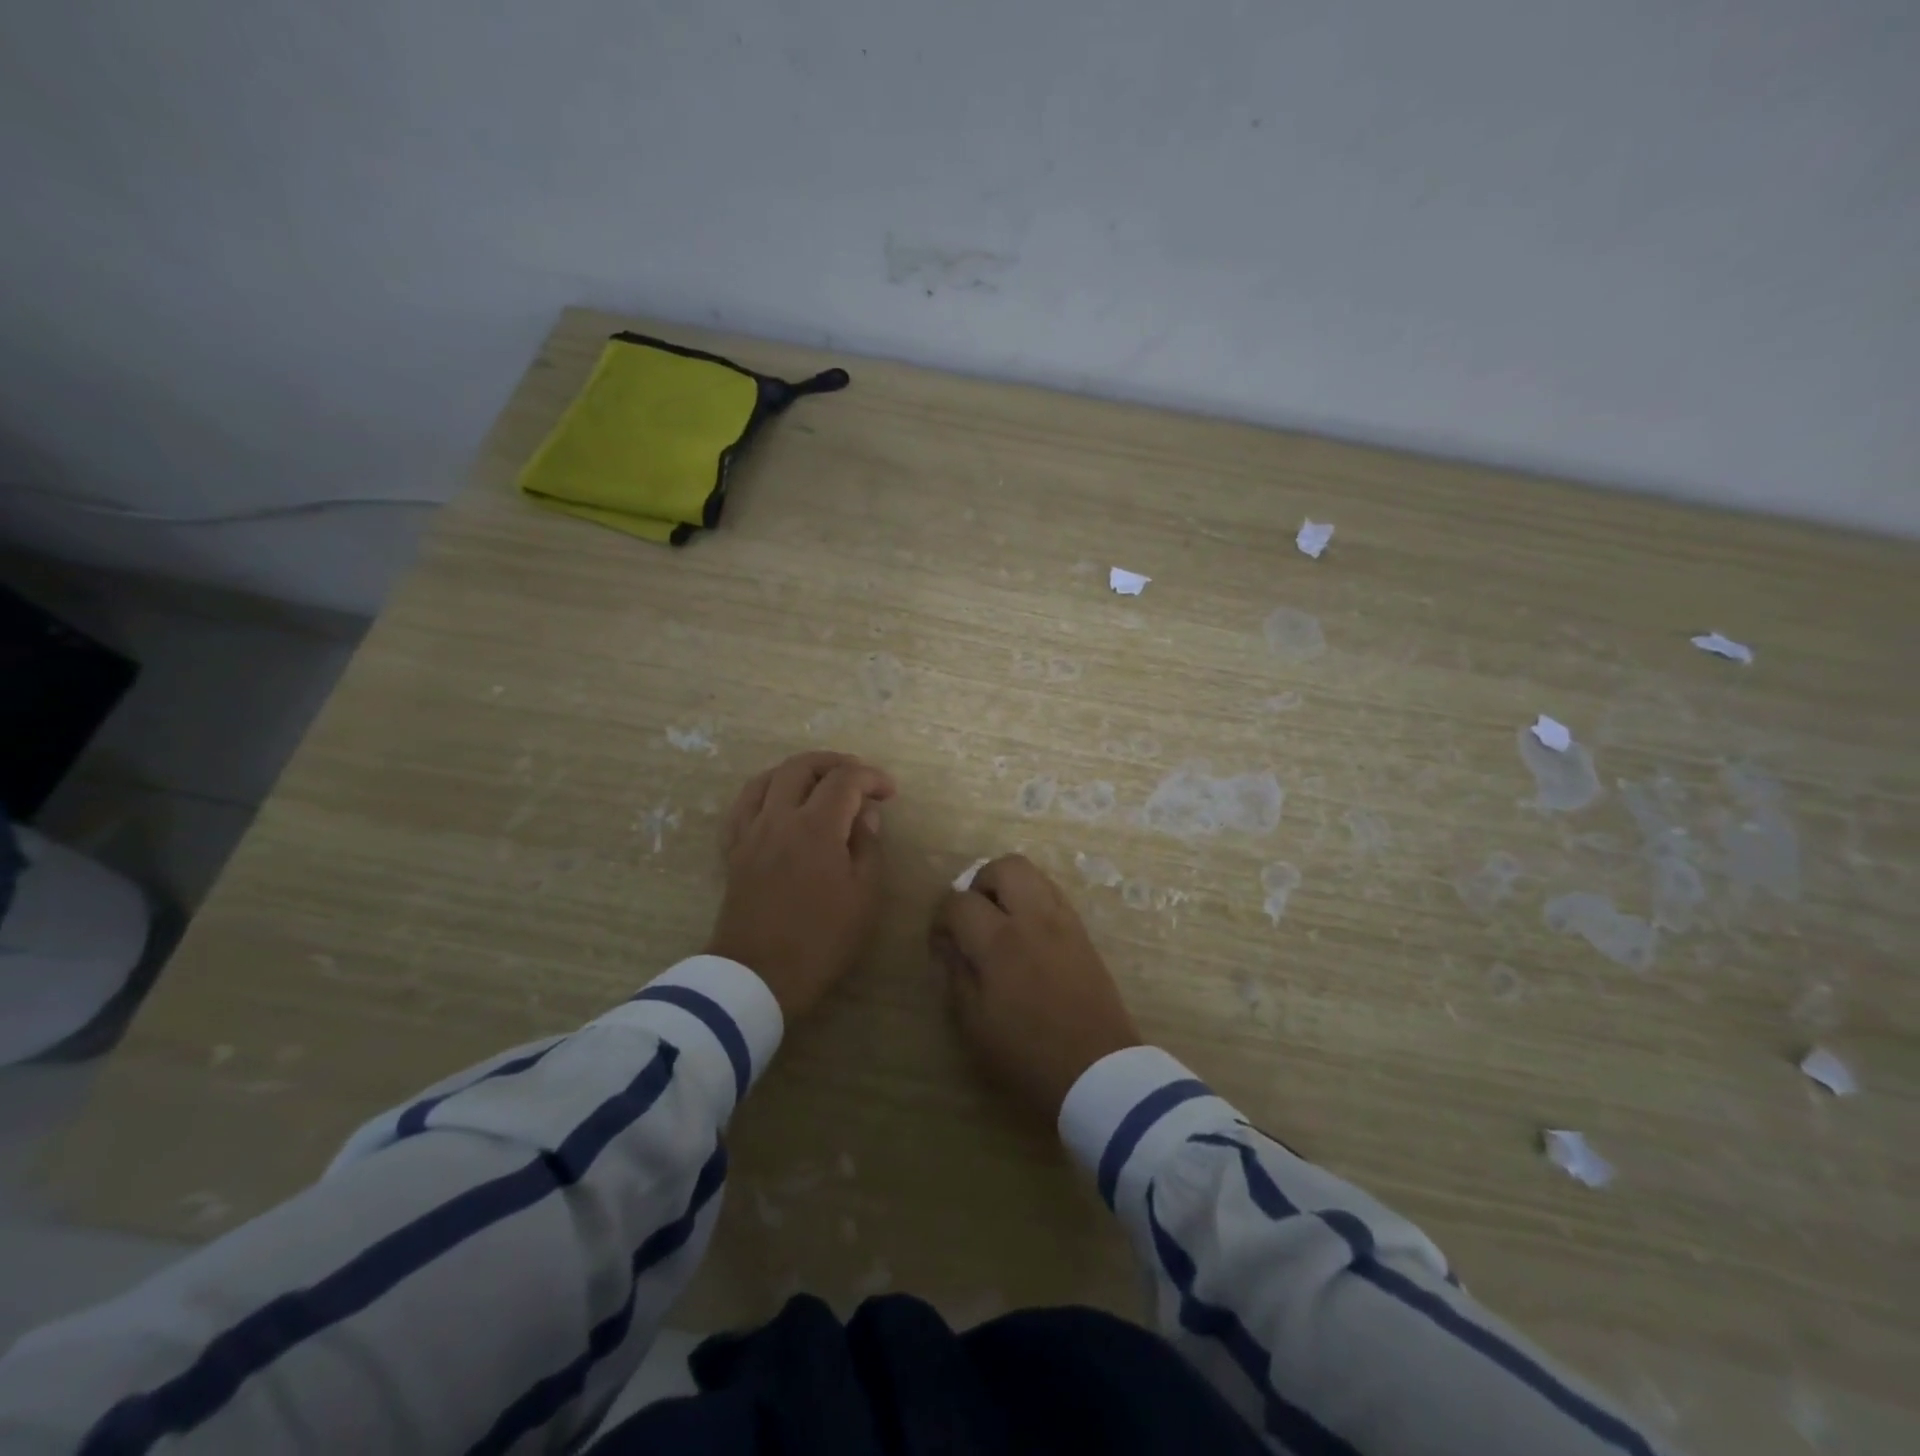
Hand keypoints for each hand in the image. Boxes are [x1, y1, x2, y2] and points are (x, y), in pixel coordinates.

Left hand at [707, 751, 895, 1020]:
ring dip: (798, 771)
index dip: (871, 777)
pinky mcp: (733, 850)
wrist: (757, 977)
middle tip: (858, 778)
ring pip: (768, 778)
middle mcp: (778, 818)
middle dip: (835, 763)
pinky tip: (778, 802)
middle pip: (802, 766)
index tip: (889, 792)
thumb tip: (864, 814)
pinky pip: (743, 805)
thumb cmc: (821, 940)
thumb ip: (868, 846)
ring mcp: (750, 832)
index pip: (845, 780)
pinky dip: (765, 792)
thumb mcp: (864, 896)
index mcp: (815, 827)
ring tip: (820, 783)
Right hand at [931, 855, 1141, 1118]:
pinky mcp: (1083, 932)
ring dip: (1010, 887)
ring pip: (1034, 874)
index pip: (960, 902)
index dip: (941, 917)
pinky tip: (1026, 932)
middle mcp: (1033, 919)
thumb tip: (949, 944)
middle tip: (973, 914)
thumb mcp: (975, 1022)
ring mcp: (1063, 921)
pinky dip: (1033, 900)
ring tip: (1000, 920)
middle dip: (980, 882)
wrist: (1097, 1070)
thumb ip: (957, 973)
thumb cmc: (1027, 1053)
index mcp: (1000, 942)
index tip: (941, 941)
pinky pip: (1053, 895)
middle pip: (1005, 867)